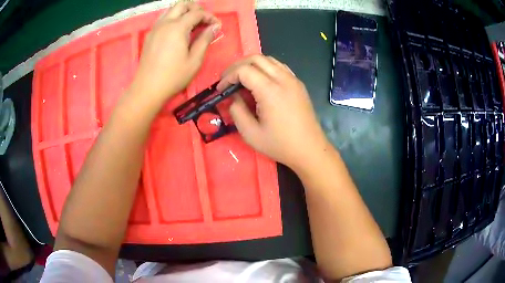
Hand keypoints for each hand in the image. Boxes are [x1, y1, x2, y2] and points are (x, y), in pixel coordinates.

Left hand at [131, 2, 220, 103]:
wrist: (147, 88)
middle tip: (204, 20)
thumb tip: (215, 27)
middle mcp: (165, 23)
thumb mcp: (195, 60)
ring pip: (171, 10)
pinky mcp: (150, 35)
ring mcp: (155, 28)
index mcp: (177, 27)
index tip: (217, 26)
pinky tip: (178, 31)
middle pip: (182, 4)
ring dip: (184, 12)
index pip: (197, 13)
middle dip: (196, 8)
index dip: (210, 17)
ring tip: (192, 24)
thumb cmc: (173, 76)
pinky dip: (174, 18)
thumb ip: (205, 40)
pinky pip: (163, 18)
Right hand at [217, 55, 328, 169]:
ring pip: (268, 59)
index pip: (244, 70)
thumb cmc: (280, 144)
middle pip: (256, 58)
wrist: (310, 149)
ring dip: (251, 64)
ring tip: (242, 79)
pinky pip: (279, 66)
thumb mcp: (250, 134)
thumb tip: (233, 97)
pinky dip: (265, 68)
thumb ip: (236, 111)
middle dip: (237, 66)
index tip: (221, 89)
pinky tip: (260, 81)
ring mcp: (293, 79)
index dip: (228, 76)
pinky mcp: (298, 83)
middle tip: (228, 80)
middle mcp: (283, 79)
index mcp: (270, 91)